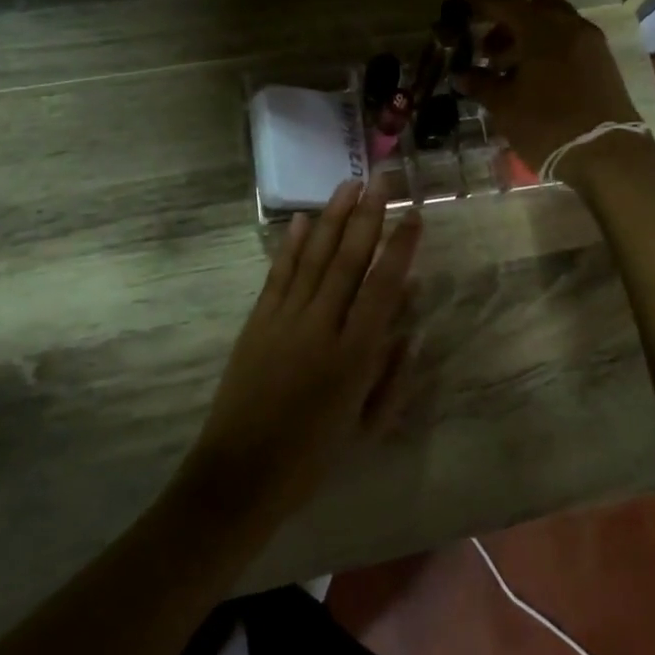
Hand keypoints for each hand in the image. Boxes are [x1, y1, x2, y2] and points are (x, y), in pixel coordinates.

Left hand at [184, 178, 420, 519]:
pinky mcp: (257, 322)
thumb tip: (410, 328)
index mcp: (353, 355)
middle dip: (367, 216)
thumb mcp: (367, 426)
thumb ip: (392, 375)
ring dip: (331, 218)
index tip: (413, 215)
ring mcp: (284, 320)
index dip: (400, 247)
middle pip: (348, 259)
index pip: (383, 286)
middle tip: (381, 180)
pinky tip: (301, 220)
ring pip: (313, 257)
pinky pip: (278, 274)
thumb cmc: (312, 456)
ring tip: (347, 185)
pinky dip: (290, 245)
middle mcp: (320, 326)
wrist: (240, 474)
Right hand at [454, 0, 643, 172]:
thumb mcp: (505, 107)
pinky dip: (550, 50)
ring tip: (509, 71)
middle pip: (534, 9)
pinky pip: (571, 43)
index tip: (457, 5)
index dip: (477, 2)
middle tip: (488, 51)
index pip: (503, 2)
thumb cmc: (547, 126)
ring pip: (555, 26)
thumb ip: (481, 84)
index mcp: (541, 29)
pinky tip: (535, 80)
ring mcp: (592, 44)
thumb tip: (460, 74)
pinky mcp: (605, 63)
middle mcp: (570, 26)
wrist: (607, 155)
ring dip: (530, 39)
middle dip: (508, 23)